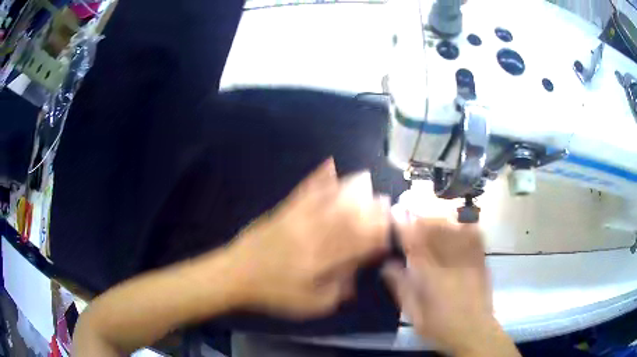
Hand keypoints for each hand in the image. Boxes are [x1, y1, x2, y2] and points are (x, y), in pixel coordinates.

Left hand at [225, 158, 390, 318]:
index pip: (356, 243)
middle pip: (346, 217)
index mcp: (321, 261)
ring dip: (349, 187)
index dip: (375, 234)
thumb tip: (354, 280)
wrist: (237, 274)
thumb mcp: (309, 305)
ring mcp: (297, 219)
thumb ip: (336, 292)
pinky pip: (305, 191)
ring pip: (329, 200)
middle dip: (368, 207)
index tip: (387, 227)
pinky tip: (328, 164)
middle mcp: (313, 236)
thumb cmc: (274, 293)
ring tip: (365, 177)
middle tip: (383, 200)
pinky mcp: (284, 211)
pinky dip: (318, 177)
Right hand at [383, 218, 518, 355]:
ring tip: (429, 213)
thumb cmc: (441, 327)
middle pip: (436, 231)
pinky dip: (465, 226)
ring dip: (440, 218)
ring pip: (454, 230)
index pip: (415, 244)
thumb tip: (388, 265)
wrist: (475, 332)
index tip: (396, 210)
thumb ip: (401, 288)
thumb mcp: (414, 314)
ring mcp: (469, 260)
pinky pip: (474, 236)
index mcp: (431, 277)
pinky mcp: (481, 262)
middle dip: (421, 216)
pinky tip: (458, 222)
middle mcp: (451, 263)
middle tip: (410, 206)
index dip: (404, 225)